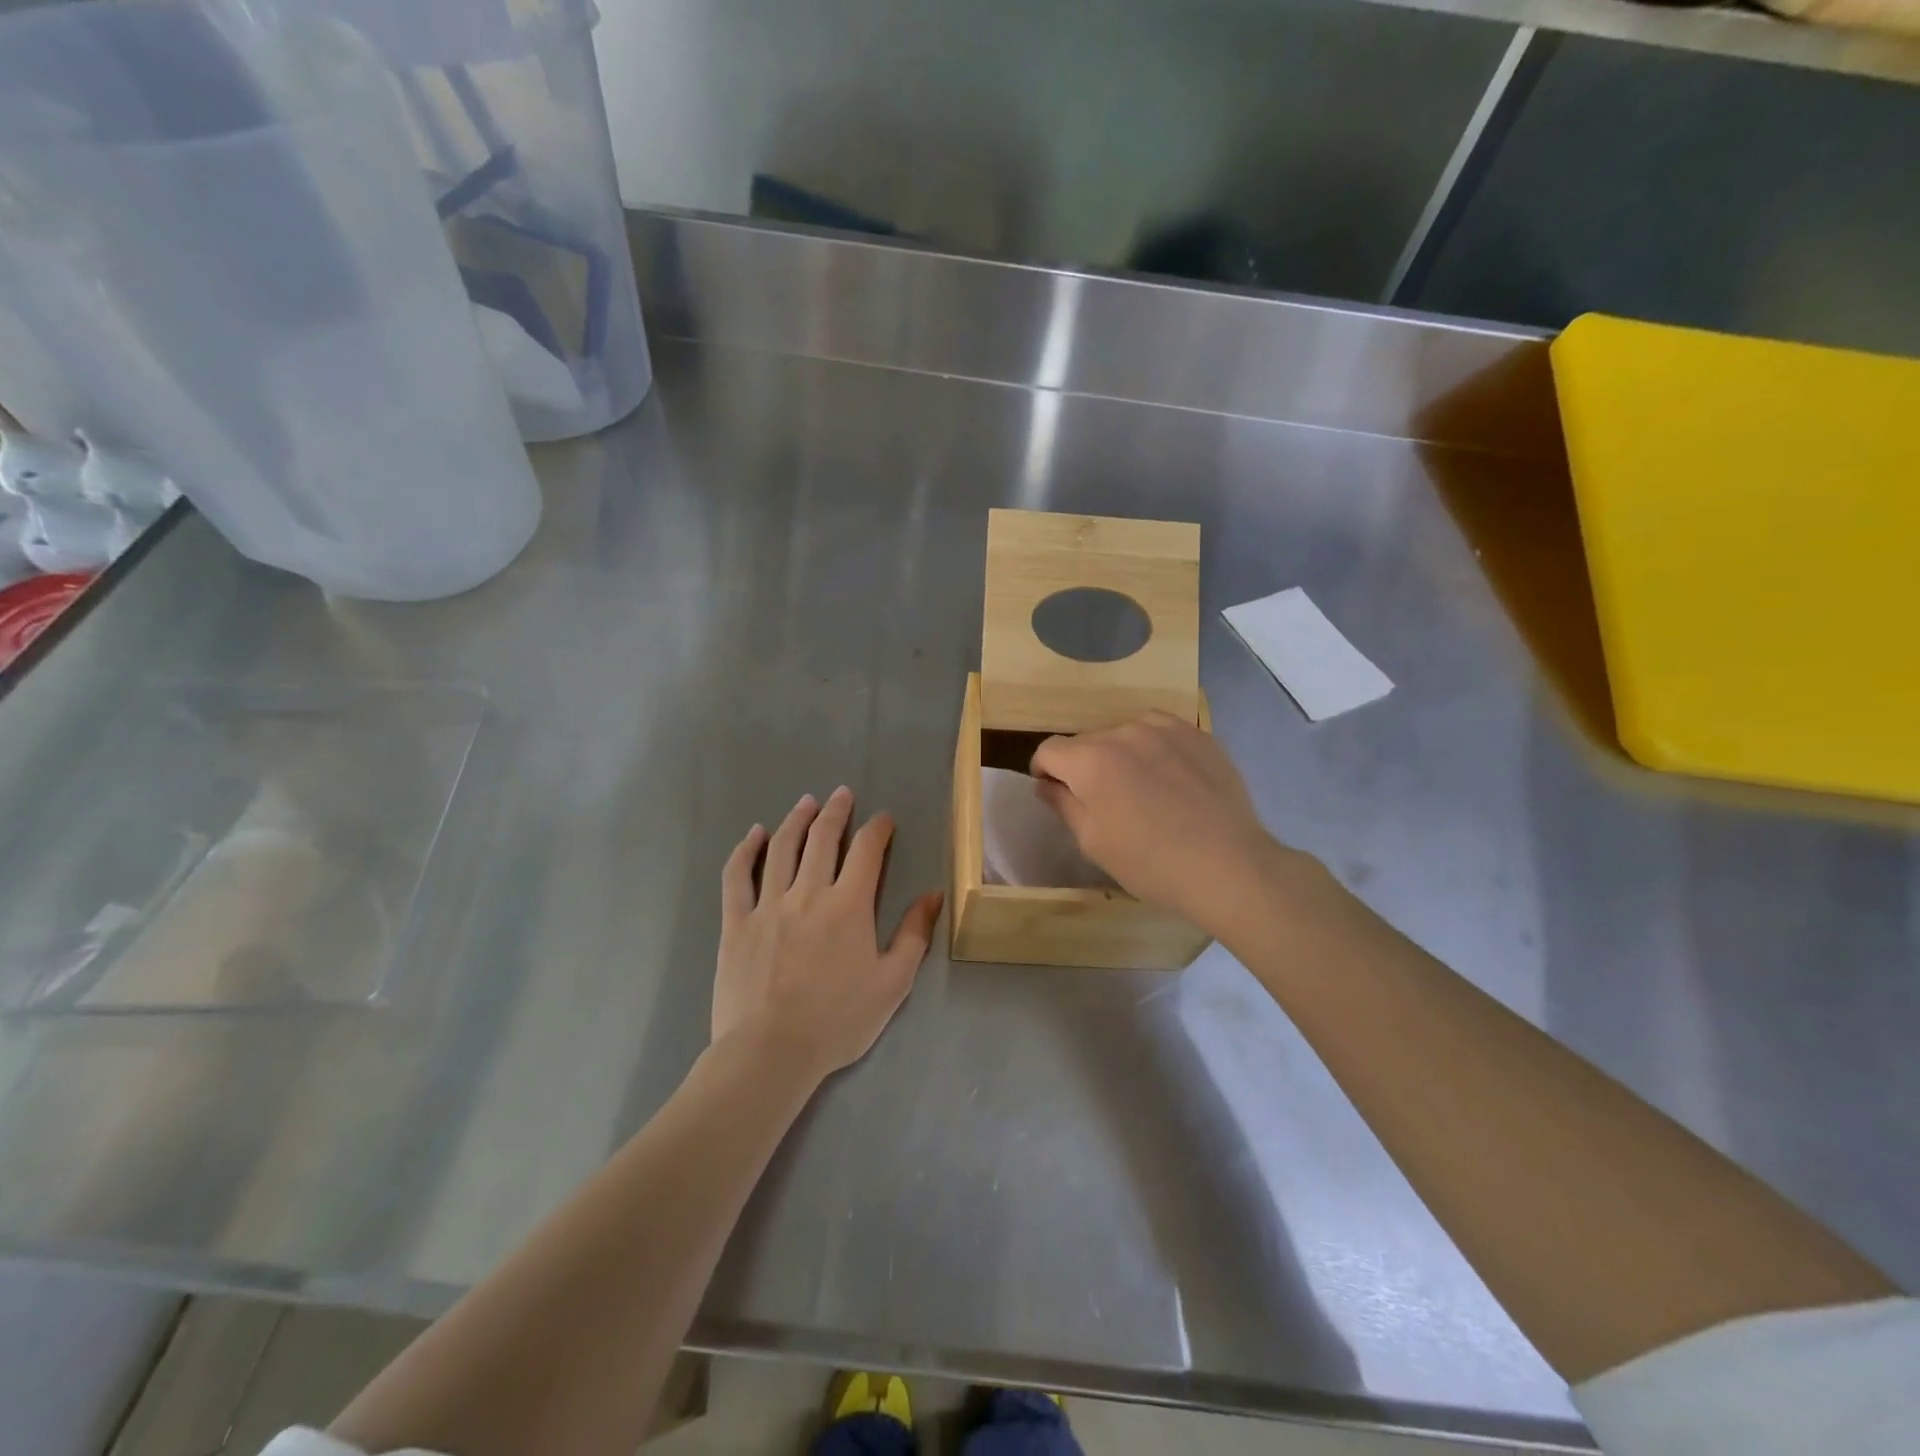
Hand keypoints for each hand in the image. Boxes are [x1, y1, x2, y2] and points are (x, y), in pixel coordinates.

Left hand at [714, 787, 943, 1084]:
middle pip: (823, 838)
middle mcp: (809, 892)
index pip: (867, 851)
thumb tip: (932, 894)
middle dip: (836, 811)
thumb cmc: (838, 1021)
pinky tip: (754, 834)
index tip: (883, 819)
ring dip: (796, 820)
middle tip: (842, 793)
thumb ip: (914, 934)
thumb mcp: (892, 983)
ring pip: (782, 847)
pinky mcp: (737, 921)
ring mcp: (768, 904)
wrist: (771, 1051)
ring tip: (806, 802)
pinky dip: (745, 850)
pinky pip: (738, 875)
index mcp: (849, 905)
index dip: (877, 829)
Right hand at [1030, 713, 1297, 932]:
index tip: (1055, 793)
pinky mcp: (1199, 735)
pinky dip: (1155, 751)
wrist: (1229, 866)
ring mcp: (1166, 728)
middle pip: (1088, 741)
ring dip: (1121, 754)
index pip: (1050, 750)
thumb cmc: (1149, 862)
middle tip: (1102, 802)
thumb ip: (1063, 804)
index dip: (1044, 771)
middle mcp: (1124, 731)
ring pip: (1125, 733)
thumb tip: (1045, 784)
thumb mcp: (1093, 842)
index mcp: (1091, 759)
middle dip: (1084, 766)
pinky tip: (1172, 780)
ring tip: (1141, 789)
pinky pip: (1162, 733)